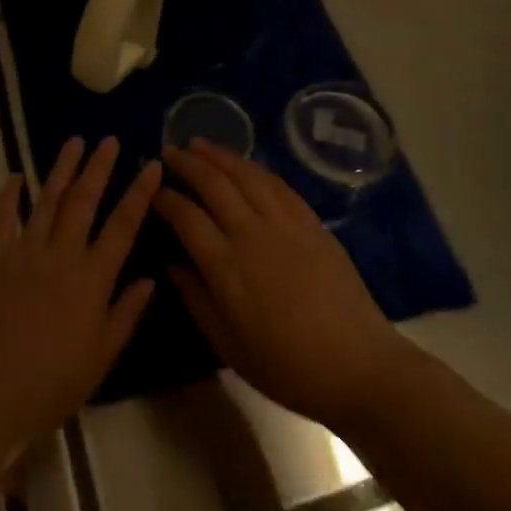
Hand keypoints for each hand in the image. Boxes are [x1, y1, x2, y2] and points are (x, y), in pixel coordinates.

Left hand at [0, 137, 158, 454]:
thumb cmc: (51, 384)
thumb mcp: (100, 358)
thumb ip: (125, 314)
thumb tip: (150, 279)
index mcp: (92, 278)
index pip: (123, 225)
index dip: (139, 193)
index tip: (152, 166)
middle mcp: (61, 254)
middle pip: (84, 200)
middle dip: (99, 167)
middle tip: (109, 140)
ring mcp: (24, 252)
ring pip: (47, 200)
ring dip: (61, 169)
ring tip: (74, 142)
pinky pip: (2, 218)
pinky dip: (8, 195)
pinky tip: (16, 177)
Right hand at [157, 140, 409, 428]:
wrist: (358, 366)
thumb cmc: (287, 366)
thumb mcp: (229, 346)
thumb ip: (196, 299)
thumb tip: (171, 264)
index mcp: (226, 267)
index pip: (186, 217)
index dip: (166, 198)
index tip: (152, 190)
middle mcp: (251, 234)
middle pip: (213, 185)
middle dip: (187, 164)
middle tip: (169, 151)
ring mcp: (285, 224)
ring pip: (246, 175)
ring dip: (219, 156)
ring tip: (200, 144)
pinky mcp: (311, 222)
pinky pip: (278, 185)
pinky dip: (255, 169)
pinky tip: (244, 164)